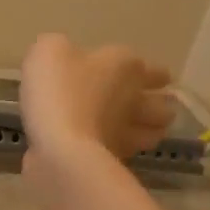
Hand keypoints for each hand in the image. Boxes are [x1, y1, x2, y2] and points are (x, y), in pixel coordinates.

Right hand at [19, 34, 175, 165]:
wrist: (59, 147)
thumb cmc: (58, 90)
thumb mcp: (48, 51)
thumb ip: (59, 49)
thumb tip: (64, 56)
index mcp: (124, 67)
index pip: (155, 71)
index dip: (155, 75)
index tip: (155, 79)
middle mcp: (135, 99)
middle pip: (162, 107)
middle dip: (158, 105)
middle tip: (146, 106)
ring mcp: (129, 134)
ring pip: (154, 133)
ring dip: (149, 130)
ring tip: (139, 130)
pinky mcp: (115, 161)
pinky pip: (128, 153)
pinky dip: (123, 150)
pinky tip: (111, 149)